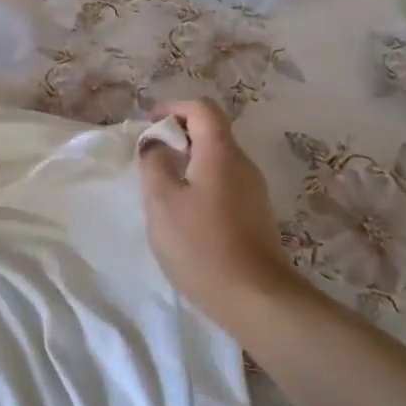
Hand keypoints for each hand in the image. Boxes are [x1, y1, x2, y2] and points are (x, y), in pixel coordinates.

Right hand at [139, 99, 310, 338]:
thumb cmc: (201, 244)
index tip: (149, 124)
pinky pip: (224, 182)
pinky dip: (201, 182)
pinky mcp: (255, 214)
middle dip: (179, 135)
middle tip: (150, 157)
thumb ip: (154, 163)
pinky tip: (184, 211)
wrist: (254, 298)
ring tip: (162, 186)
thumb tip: (156, 143)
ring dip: (188, 160)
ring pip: (217, 159)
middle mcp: (243, 164)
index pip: (202, 108)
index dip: (173, 108)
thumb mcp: (162, 201)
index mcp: (221, 153)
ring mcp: (253, 190)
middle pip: (212, 131)